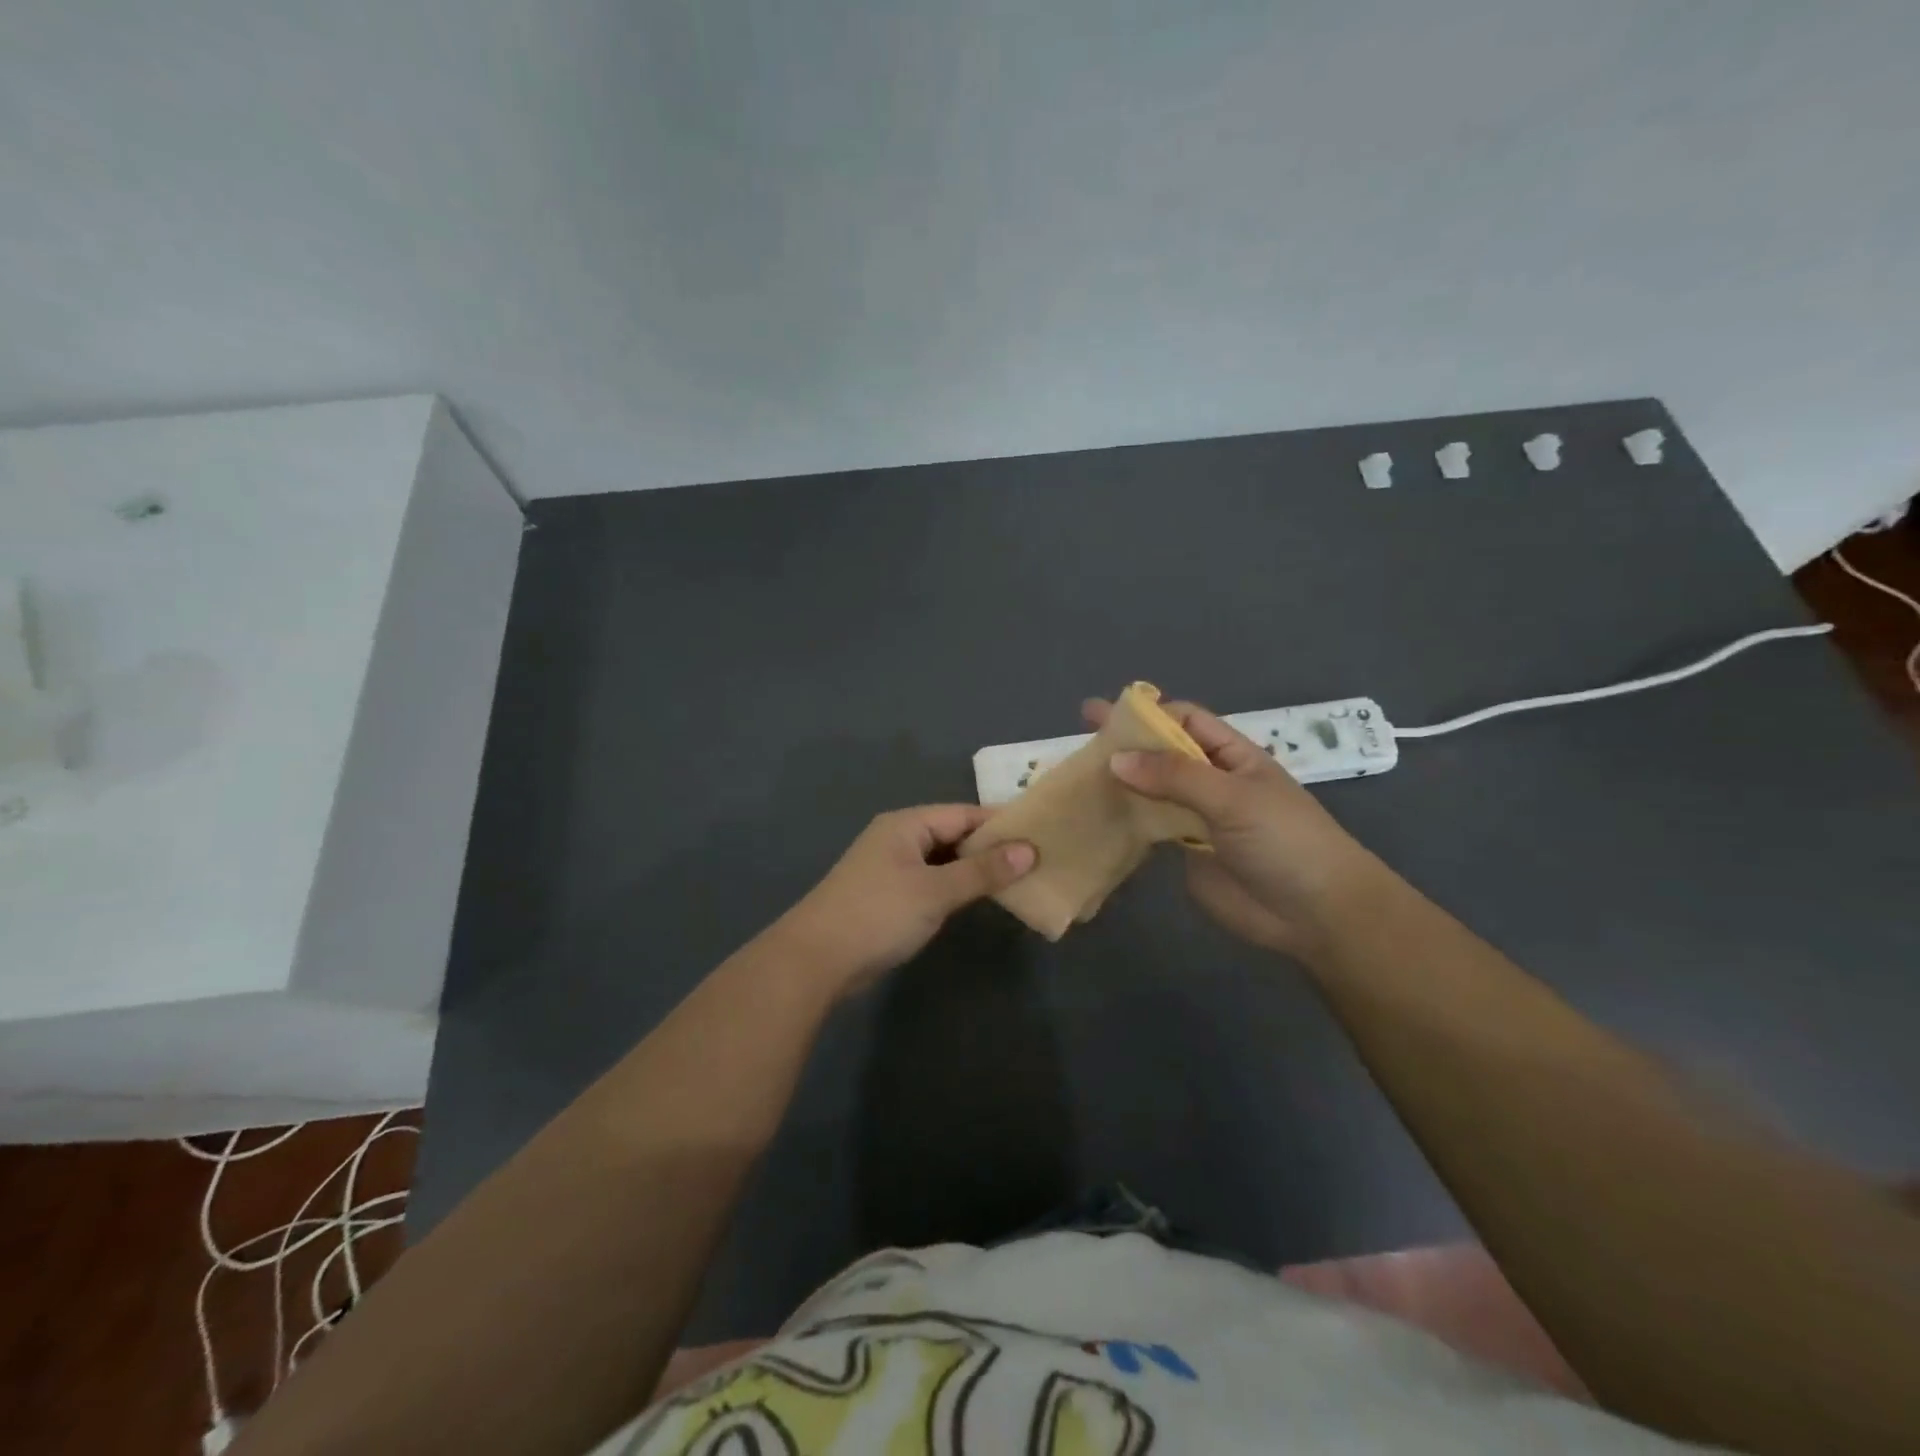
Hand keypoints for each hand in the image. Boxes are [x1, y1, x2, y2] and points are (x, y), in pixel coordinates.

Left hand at [769, 806, 1036, 997]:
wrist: (815, 960)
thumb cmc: (878, 915)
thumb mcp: (935, 891)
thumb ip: (982, 871)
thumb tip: (1029, 850)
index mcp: (907, 824)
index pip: (964, 814)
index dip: (1001, 824)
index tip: (1041, 834)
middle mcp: (898, 839)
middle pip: (954, 835)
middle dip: (991, 848)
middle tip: (1036, 860)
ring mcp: (891, 868)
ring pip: (943, 861)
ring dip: (974, 870)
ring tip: (1018, 880)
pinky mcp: (888, 897)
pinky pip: (931, 882)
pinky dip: (955, 888)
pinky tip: (978, 900)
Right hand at [1083, 697, 1387, 957]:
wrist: (1314, 913)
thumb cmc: (1285, 841)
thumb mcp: (1234, 797)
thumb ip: (1175, 777)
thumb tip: (1116, 759)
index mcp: (1232, 756)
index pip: (1185, 721)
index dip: (1149, 714)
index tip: (1106, 714)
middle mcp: (1210, 781)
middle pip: (1162, 754)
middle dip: (1125, 743)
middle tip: (1080, 731)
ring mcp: (1195, 817)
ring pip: (1150, 791)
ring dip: (1119, 781)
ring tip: (1076, 772)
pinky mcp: (1183, 852)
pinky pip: (1147, 828)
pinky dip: (1122, 819)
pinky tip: (1092, 814)